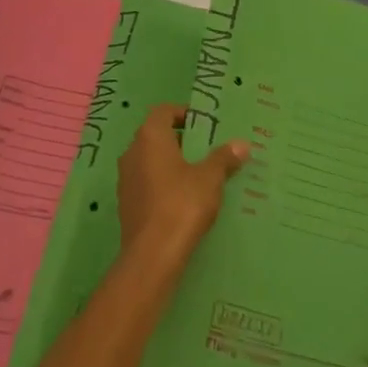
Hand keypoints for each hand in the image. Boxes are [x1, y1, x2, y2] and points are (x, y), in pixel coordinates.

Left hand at [117, 103, 247, 267]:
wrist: (152, 255)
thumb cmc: (182, 204)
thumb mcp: (210, 178)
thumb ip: (224, 158)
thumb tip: (242, 144)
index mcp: (150, 137)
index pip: (163, 111)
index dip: (182, 113)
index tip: (203, 124)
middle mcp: (132, 152)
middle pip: (155, 135)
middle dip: (179, 139)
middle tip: (205, 149)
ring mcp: (125, 179)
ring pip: (149, 160)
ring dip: (170, 163)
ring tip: (197, 175)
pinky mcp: (126, 204)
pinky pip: (146, 183)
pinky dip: (162, 183)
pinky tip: (182, 199)